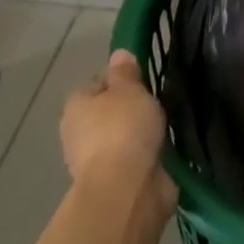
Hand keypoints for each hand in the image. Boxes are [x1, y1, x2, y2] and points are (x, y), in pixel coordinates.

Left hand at [61, 51, 177, 220]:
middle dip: (129, 111)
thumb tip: (119, 55)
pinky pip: (134, 160)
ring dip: (139, 136)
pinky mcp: (116, 183)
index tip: (142, 83)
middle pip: (108, 114)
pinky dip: (147, 156)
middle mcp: (79, 134)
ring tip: (166, 127)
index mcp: (76, 107)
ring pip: (122, 138)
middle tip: (157, 104)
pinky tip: (165, 150)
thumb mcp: (129, 89)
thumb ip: (125, 72)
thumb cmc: (123, 129)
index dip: (118, 82)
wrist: (127, 189)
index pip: (96, 86)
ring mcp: (96, 162)